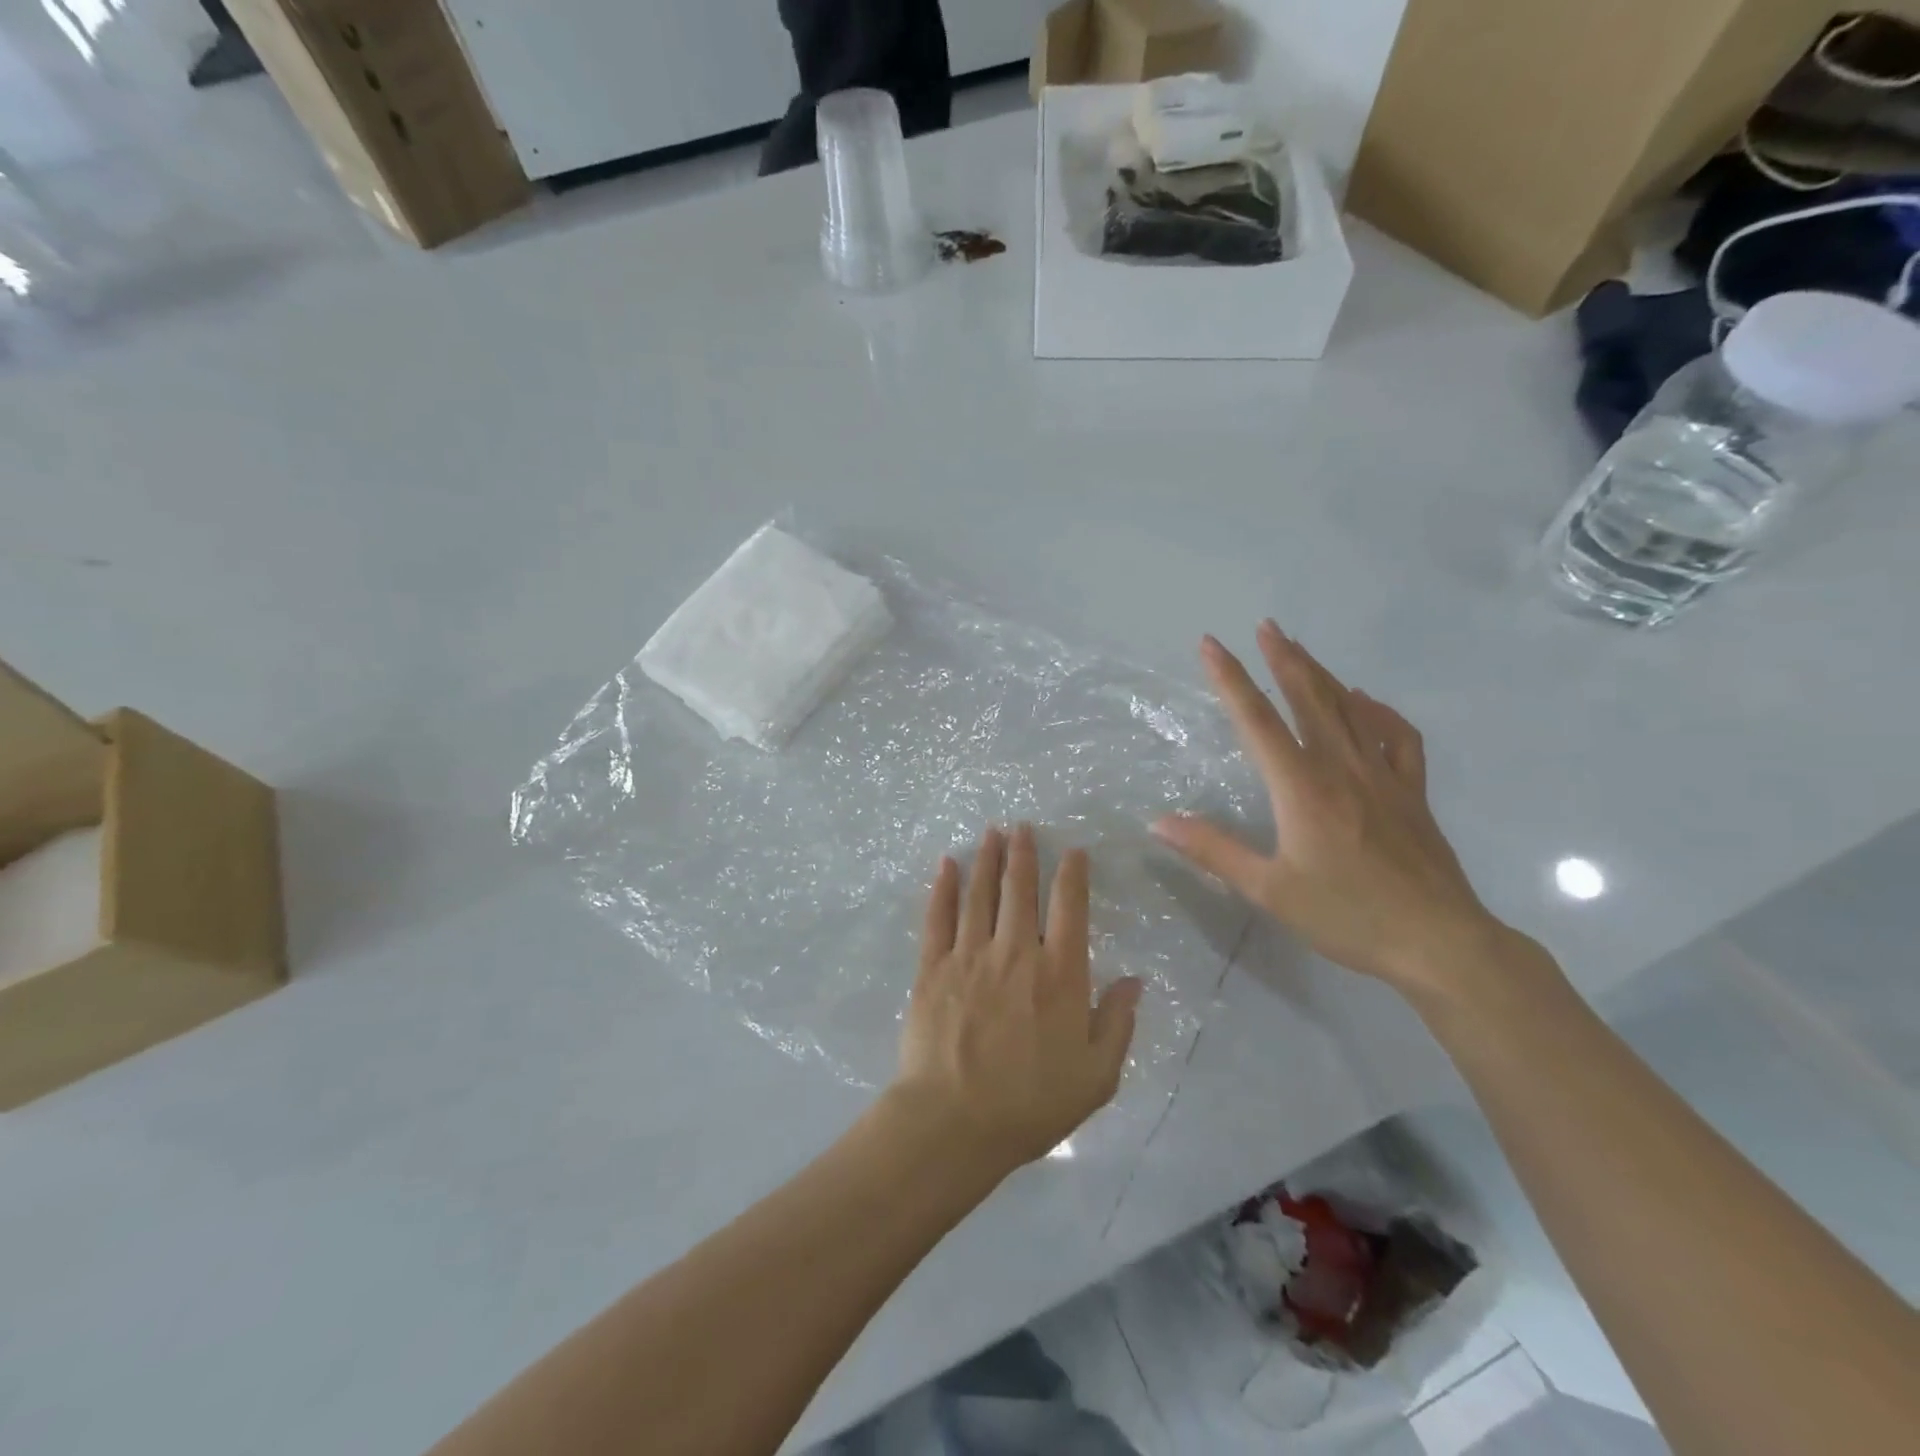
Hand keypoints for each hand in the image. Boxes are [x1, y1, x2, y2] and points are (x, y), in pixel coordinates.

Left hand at [893, 825, 1141, 1172]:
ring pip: (981, 894)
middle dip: (1024, 853)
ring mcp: (970, 956)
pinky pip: (938, 917)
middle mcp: (1016, 952)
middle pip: (1021, 889)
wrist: (954, 1121)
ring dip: (988, 860)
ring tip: (992, 832)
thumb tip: (1134, 980)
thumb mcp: (1096, 1076)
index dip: (1073, 874)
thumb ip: (1117, 1023)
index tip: (1073, 851)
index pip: (1070, 909)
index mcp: (1059, 974)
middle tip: (1023, 826)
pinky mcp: (932, 968)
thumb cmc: (1031, 1104)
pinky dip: (943, 887)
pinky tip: (947, 865)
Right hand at [1152, 623, 1507, 1002]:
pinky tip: (1367, 703)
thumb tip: (1159, 823)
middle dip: (1284, 659)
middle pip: (1308, 699)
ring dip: (1322, 675)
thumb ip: (1213, 851)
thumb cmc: (1347, 917)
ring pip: (1351, 710)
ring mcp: (1383, 777)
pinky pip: (1398, 738)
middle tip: (1266, 626)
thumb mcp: (1269, 890)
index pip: (1256, 721)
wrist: (1439, 943)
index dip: (1230, 679)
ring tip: (1301, 650)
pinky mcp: (1411, 793)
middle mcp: (1341, 769)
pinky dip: (1380, 712)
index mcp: (1302, 788)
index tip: (1210, 644)